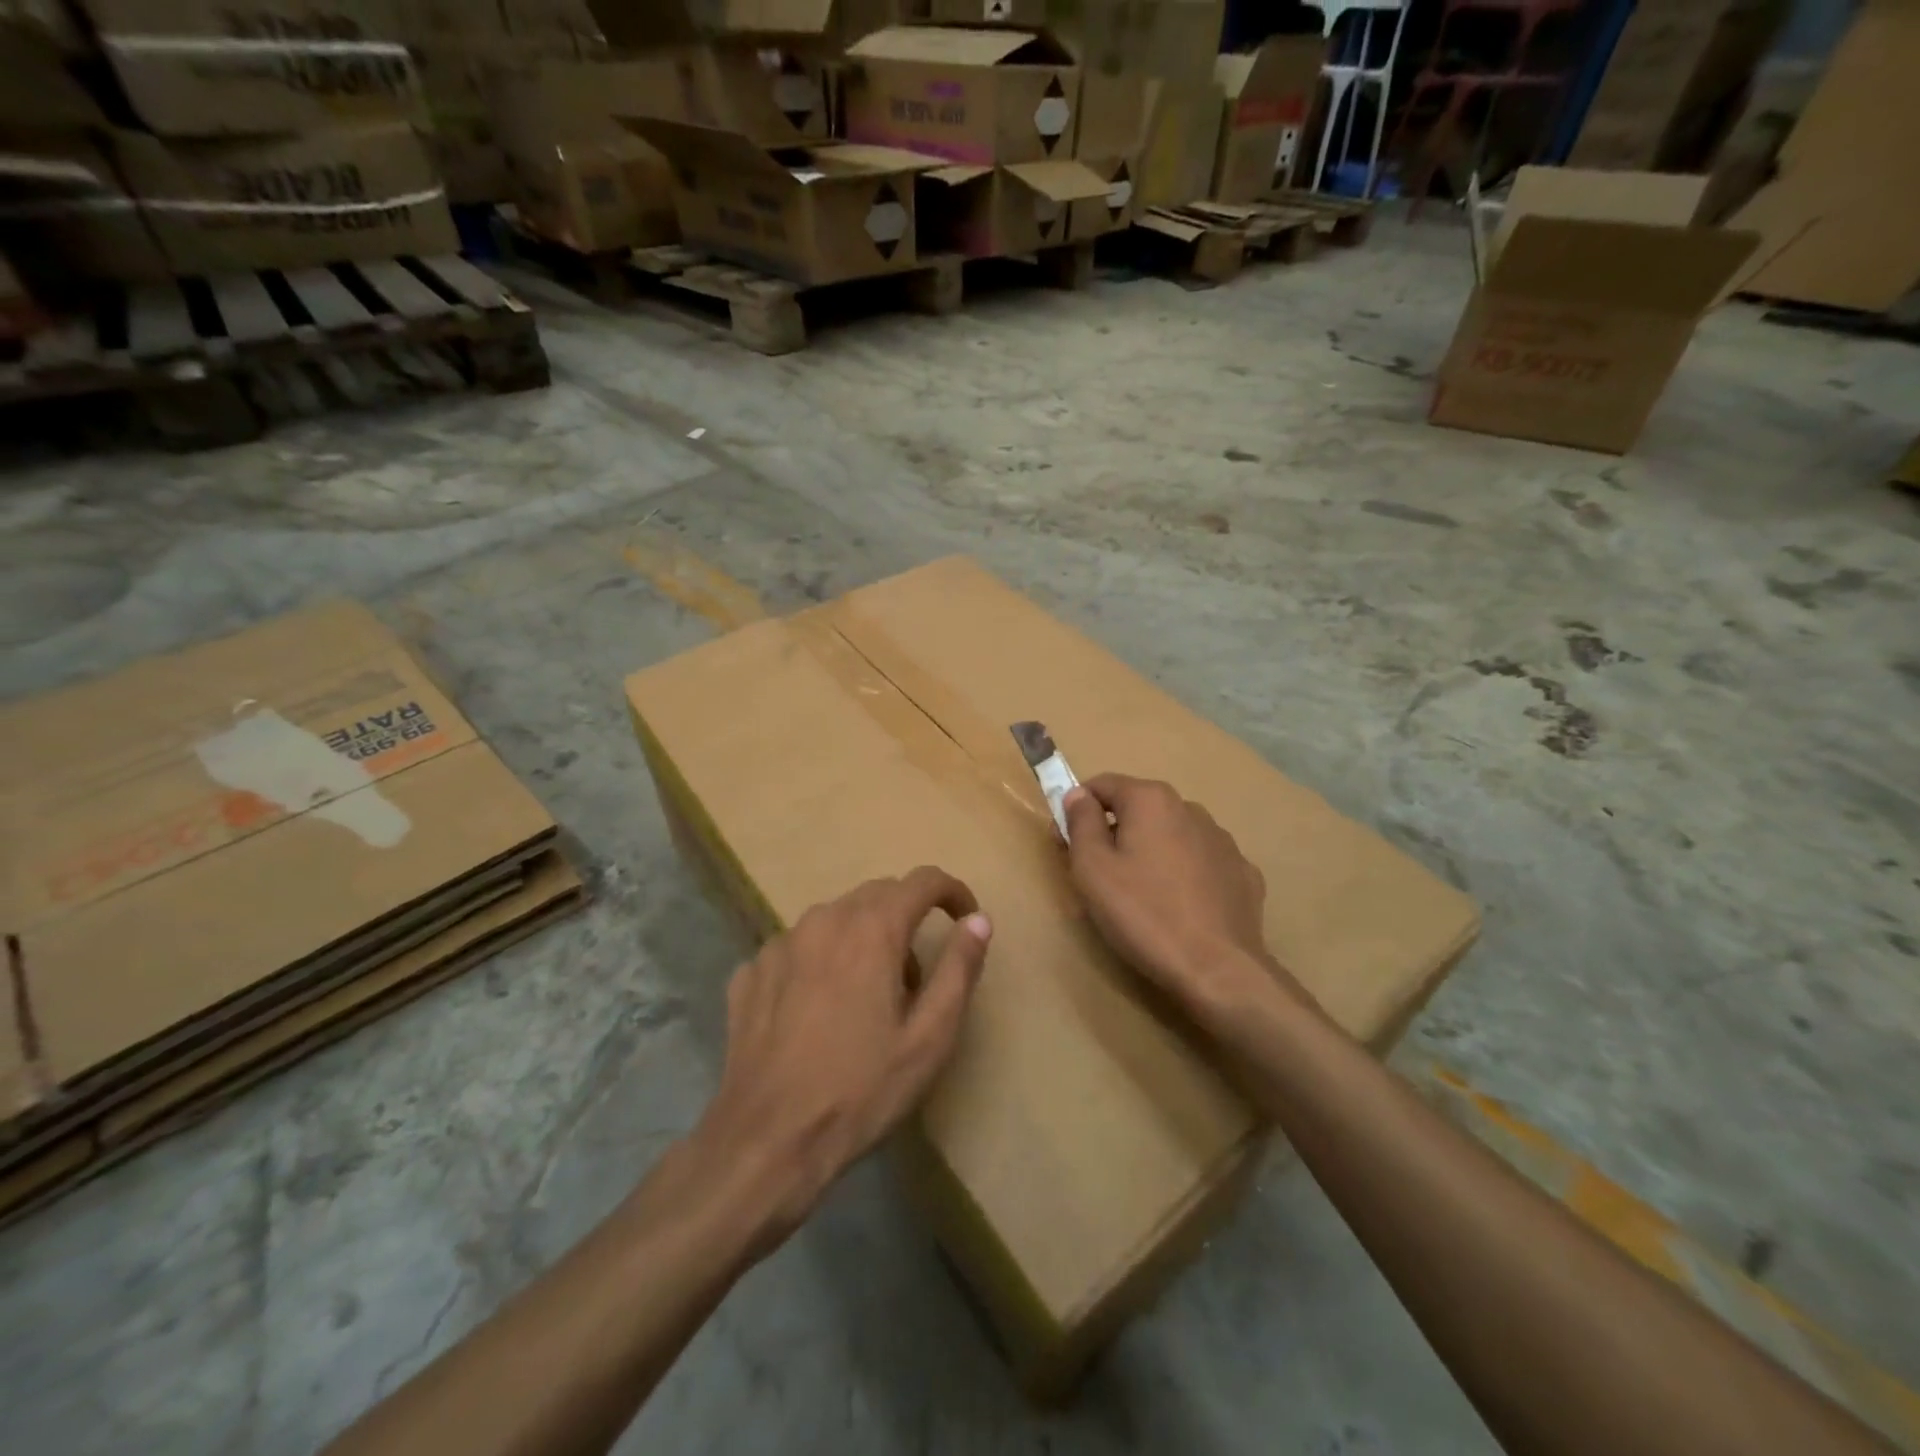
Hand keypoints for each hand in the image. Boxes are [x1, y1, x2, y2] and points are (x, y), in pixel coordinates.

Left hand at [688, 866, 991, 1249]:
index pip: (922, 881)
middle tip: (916, 978)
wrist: (766, 1141)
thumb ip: (959, 969)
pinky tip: (818, 1011)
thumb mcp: (929, 1038)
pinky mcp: (751, 971)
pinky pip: (799, 949)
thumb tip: (978, 920)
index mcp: (871, 929)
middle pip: (877, 895)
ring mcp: (780, 943)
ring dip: (862, 940)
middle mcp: (824, 920)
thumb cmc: (860, 1090)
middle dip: (906, 919)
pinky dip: (820, 963)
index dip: (952, 892)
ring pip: (835, 919)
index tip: (965, 917)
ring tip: (866, 999)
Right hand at [1063, 775, 1296, 1020]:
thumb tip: (1078, 795)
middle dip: (1115, 831)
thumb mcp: (1092, 868)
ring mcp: (1223, 840)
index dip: (1077, 807)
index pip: (1103, 784)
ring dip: (1151, 851)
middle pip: (1139, 809)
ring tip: (1141, 895)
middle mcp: (1191, 808)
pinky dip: (1183, 874)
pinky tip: (1179, 907)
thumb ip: (1080, 822)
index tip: (1066, 841)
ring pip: (1171, 834)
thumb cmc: (1143, 914)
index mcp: (1151, 800)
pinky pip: (1201, 862)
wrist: (1218, 970)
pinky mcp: (1242, 873)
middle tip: (1099, 875)